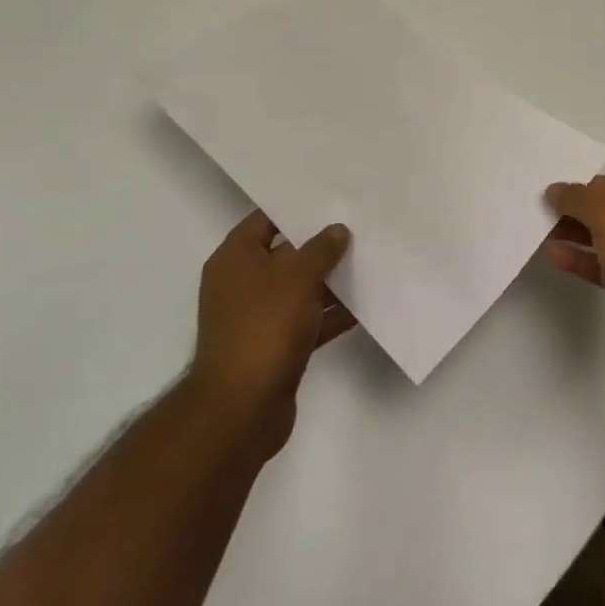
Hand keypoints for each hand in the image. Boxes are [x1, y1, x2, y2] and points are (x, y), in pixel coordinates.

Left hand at [191, 210, 355, 459]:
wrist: (242, 408)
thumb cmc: (264, 327)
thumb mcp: (297, 276)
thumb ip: (320, 249)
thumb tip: (336, 230)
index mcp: (235, 259)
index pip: (265, 219)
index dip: (296, 207)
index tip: (331, 197)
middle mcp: (241, 284)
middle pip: (285, 254)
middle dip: (320, 245)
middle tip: (358, 226)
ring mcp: (257, 318)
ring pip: (299, 289)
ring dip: (330, 281)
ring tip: (369, 262)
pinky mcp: (274, 348)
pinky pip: (307, 321)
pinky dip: (330, 315)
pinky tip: (364, 306)